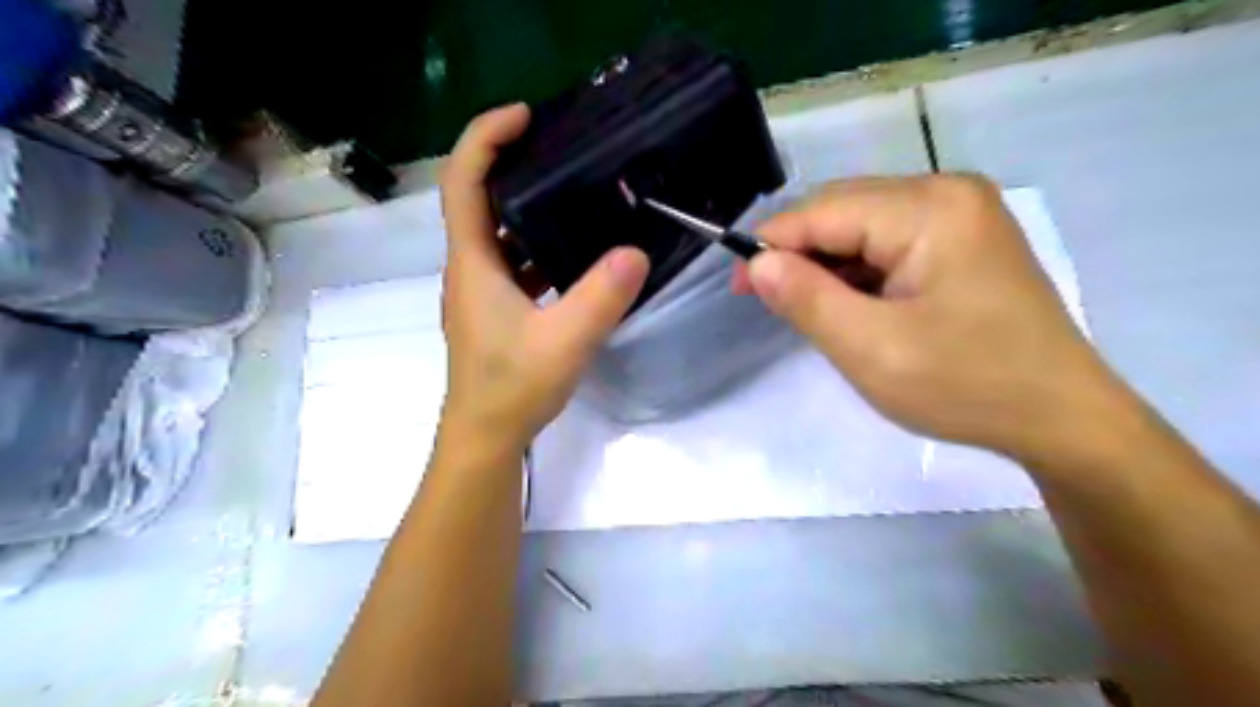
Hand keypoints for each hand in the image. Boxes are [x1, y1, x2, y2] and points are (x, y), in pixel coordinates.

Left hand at [440, 106, 650, 451]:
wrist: (487, 437)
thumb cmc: (512, 388)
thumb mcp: (564, 341)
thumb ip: (601, 296)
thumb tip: (637, 251)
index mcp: (473, 262)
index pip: (463, 182)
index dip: (486, 138)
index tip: (524, 115)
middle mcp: (471, 268)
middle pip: (480, 199)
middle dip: (512, 163)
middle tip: (560, 146)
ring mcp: (483, 290)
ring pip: (500, 232)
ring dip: (528, 206)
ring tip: (574, 190)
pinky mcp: (498, 309)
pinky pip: (515, 262)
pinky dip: (539, 245)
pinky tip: (576, 251)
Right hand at [734, 174, 1127, 463]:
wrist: (1060, 417)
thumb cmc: (965, 385)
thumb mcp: (870, 349)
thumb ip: (806, 299)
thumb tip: (757, 263)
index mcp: (929, 209)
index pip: (823, 211)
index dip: (772, 244)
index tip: (738, 286)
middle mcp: (947, 192)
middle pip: (843, 210)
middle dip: (799, 253)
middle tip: (768, 302)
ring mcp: (960, 214)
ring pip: (863, 226)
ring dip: (827, 264)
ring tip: (810, 310)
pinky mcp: (963, 239)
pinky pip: (889, 241)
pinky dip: (858, 271)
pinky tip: (851, 304)